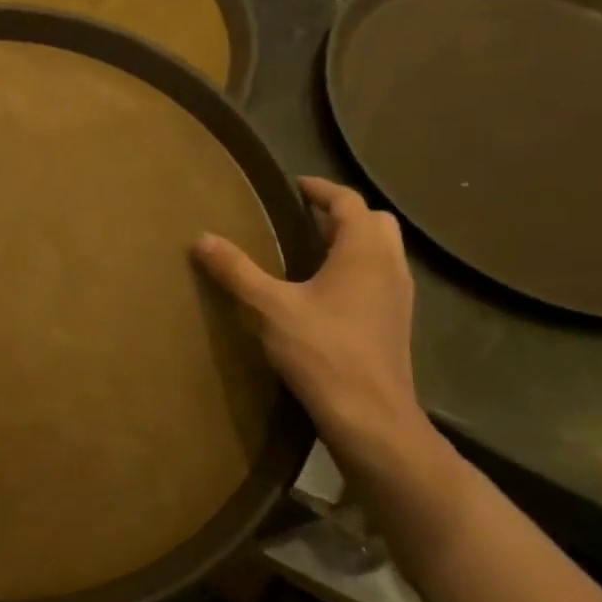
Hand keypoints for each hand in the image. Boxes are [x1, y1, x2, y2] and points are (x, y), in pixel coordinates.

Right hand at [193, 176, 424, 466]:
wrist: (370, 415)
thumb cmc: (322, 351)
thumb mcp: (270, 307)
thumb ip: (237, 271)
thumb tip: (202, 239)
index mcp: (363, 252)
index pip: (348, 202)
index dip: (321, 189)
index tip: (295, 186)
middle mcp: (389, 266)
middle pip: (374, 222)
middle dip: (341, 214)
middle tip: (304, 218)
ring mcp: (398, 297)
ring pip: (382, 251)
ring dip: (352, 242)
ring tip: (312, 251)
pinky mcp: (395, 323)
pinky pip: (380, 278)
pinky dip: (357, 270)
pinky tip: (327, 293)